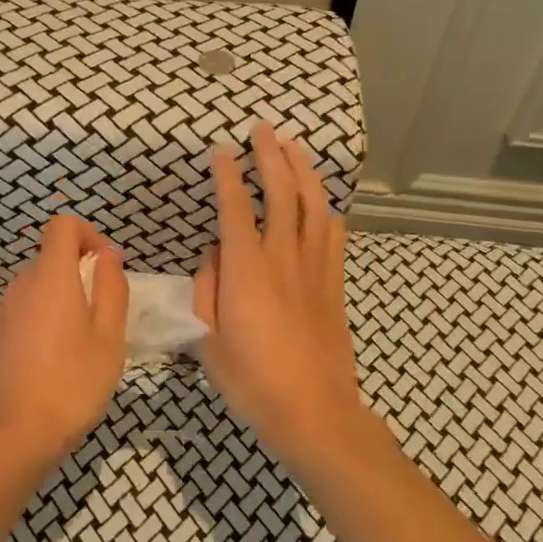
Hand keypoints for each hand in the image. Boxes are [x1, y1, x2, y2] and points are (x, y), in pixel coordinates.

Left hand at [0, 214, 129, 464]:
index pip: (62, 225)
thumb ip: (111, 287)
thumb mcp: (109, 338)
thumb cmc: (73, 384)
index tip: (103, 268)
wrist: (13, 437)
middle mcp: (18, 285)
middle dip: (75, 276)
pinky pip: (15, 314)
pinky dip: (32, 323)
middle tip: (97, 319)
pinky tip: (41, 364)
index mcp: (51, 277)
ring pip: (32, 289)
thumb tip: (108, 254)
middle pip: (48, 259)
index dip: (87, 235)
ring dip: (54, 302)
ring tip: (71, 347)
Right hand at [194, 123, 370, 466]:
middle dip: (272, 156)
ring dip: (303, 171)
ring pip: (314, 206)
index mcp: (247, 272)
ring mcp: (315, 269)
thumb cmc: (253, 382)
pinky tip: (321, 202)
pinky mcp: (335, 285)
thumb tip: (215, 256)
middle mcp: (284, 259)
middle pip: (282, 193)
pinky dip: (326, 210)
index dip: (228, 175)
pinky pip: (334, 235)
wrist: (315, 412)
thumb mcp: (209, 342)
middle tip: (263, 129)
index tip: (222, 150)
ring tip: (294, 147)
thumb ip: (207, 291)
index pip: (235, 209)